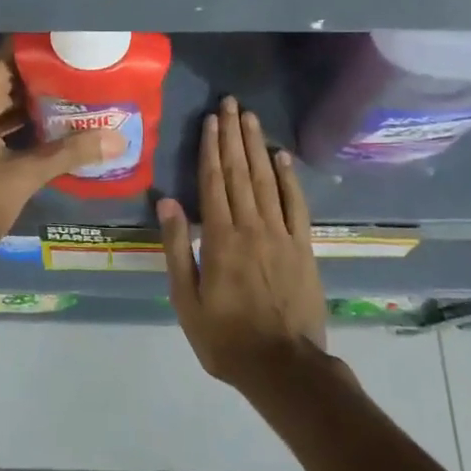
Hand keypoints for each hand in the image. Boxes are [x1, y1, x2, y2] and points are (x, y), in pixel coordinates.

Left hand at [0, 56, 122, 281]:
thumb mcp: (20, 179)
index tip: (79, 48)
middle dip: (48, 76)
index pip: (11, 54)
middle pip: (10, 75)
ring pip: (3, 98)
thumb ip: (67, 154)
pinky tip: (55, 129)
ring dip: (37, 100)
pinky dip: (21, 120)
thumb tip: (117, 139)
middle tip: (90, 75)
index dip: (45, 50)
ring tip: (81, 97)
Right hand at [160, 97, 326, 393]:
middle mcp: (251, 226)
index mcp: (220, 238)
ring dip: (256, 146)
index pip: (213, 181)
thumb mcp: (186, 300)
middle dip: (233, 135)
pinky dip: (289, 178)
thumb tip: (167, 202)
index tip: (210, 119)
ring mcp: (281, 234)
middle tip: (230, 103)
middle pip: (239, 171)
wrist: (284, 367)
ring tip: (250, 117)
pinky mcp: (303, 247)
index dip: (210, 148)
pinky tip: (282, 156)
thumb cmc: (226, 338)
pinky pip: (296, 204)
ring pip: (266, 180)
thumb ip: (177, 248)